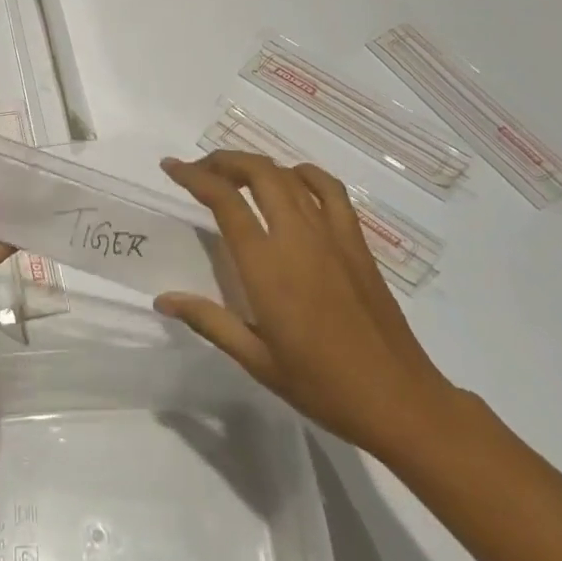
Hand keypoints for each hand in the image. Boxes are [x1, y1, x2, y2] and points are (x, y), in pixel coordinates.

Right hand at [157, 151, 462, 460]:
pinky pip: (331, 191)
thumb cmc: (321, 385)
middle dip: (224, 161)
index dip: (194, 176)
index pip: (224, 201)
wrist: (398, 399)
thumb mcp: (256, 359)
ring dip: (258, 165)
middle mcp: (298, 237)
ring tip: (237, 174)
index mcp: (267, 266)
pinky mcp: (357, 243)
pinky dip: (306, 175)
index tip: (170, 167)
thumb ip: (209, 321)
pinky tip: (294, 181)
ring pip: (290, 176)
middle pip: (259, 173)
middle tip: (200, 169)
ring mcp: (332, 236)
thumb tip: (163, 299)